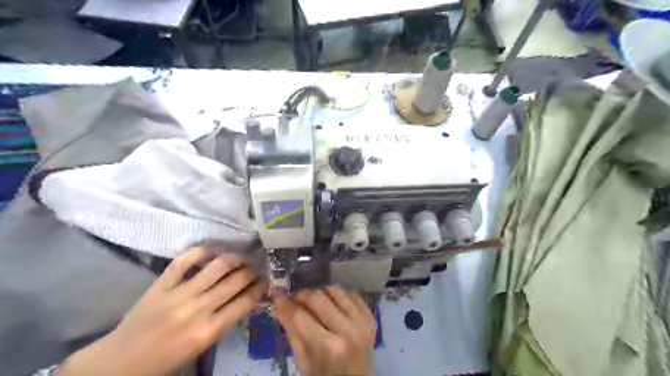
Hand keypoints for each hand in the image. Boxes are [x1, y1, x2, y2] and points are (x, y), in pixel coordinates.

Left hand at [56, 246, 266, 375]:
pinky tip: (212, 249)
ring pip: (217, 266)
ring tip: (241, 255)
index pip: (245, 302)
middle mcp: (198, 309)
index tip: (267, 279)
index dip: (260, 287)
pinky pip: (184, 261)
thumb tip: (245, 298)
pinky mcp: (161, 285)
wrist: (119, 363)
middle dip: (252, 270)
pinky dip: (201, 251)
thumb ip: (224, 322)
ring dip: (234, 257)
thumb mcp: (201, 347)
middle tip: (258, 265)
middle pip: (236, 281)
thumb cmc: (165, 360)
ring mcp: (178, 294)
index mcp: (209, 331)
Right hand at [272, 286, 376, 373]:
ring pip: (335, 290)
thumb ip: (291, 331)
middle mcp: (348, 331)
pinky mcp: (371, 316)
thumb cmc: (326, 375)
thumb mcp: (304, 361)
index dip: (285, 303)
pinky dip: (338, 297)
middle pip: (318, 297)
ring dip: (321, 293)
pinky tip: (333, 306)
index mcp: (328, 348)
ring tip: (315, 304)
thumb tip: (277, 304)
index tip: (276, 294)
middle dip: (302, 295)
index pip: (300, 316)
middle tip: (295, 300)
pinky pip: (351, 294)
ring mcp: (362, 321)